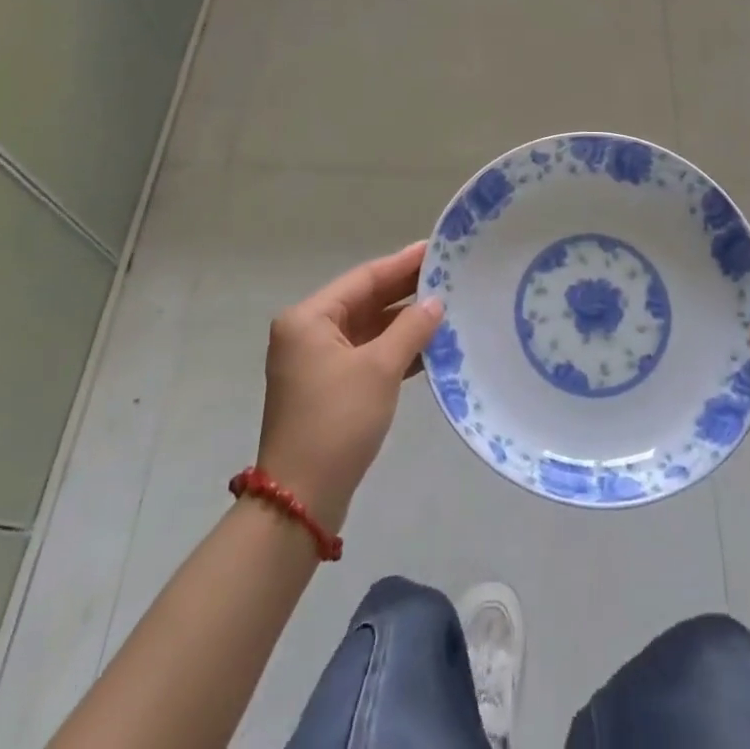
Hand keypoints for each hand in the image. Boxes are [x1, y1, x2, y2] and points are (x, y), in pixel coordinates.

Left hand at [255, 241, 443, 530]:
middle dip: (405, 291)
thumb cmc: (337, 421)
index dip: (402, 263)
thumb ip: (410, 328)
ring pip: (368, 329)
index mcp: (309, 318)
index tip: (436, 248)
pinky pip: (367, 354)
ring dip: (404, 322)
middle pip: (365, 301)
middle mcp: (308, 333)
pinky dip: (395, 349)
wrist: (301, 500)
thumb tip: (436, 302)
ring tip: (447, 306)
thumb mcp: (379, 369)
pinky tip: (430, 346)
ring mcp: (316, 362)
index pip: (364, 278)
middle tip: (448, 274)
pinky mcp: (329, 388)